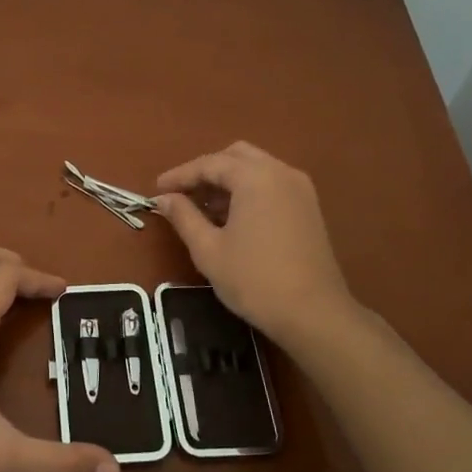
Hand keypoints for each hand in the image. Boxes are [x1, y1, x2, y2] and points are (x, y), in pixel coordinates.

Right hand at [155, 142, 353, 345]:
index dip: (180, 175)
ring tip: (203, 209)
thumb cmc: (254, 280)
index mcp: (255, 177)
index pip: (210, 163)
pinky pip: (272, 185)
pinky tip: (232, 218)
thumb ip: (183, 216)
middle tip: (182, 195)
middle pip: (236, 156)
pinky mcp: (309, 207)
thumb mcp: (208, 249)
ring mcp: (300, 189)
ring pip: (256, 169)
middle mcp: (280, 172)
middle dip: (206, 172)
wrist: (314, 314)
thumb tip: (163, 198)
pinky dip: (248, 191)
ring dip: (228, 181)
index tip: (156, 190)